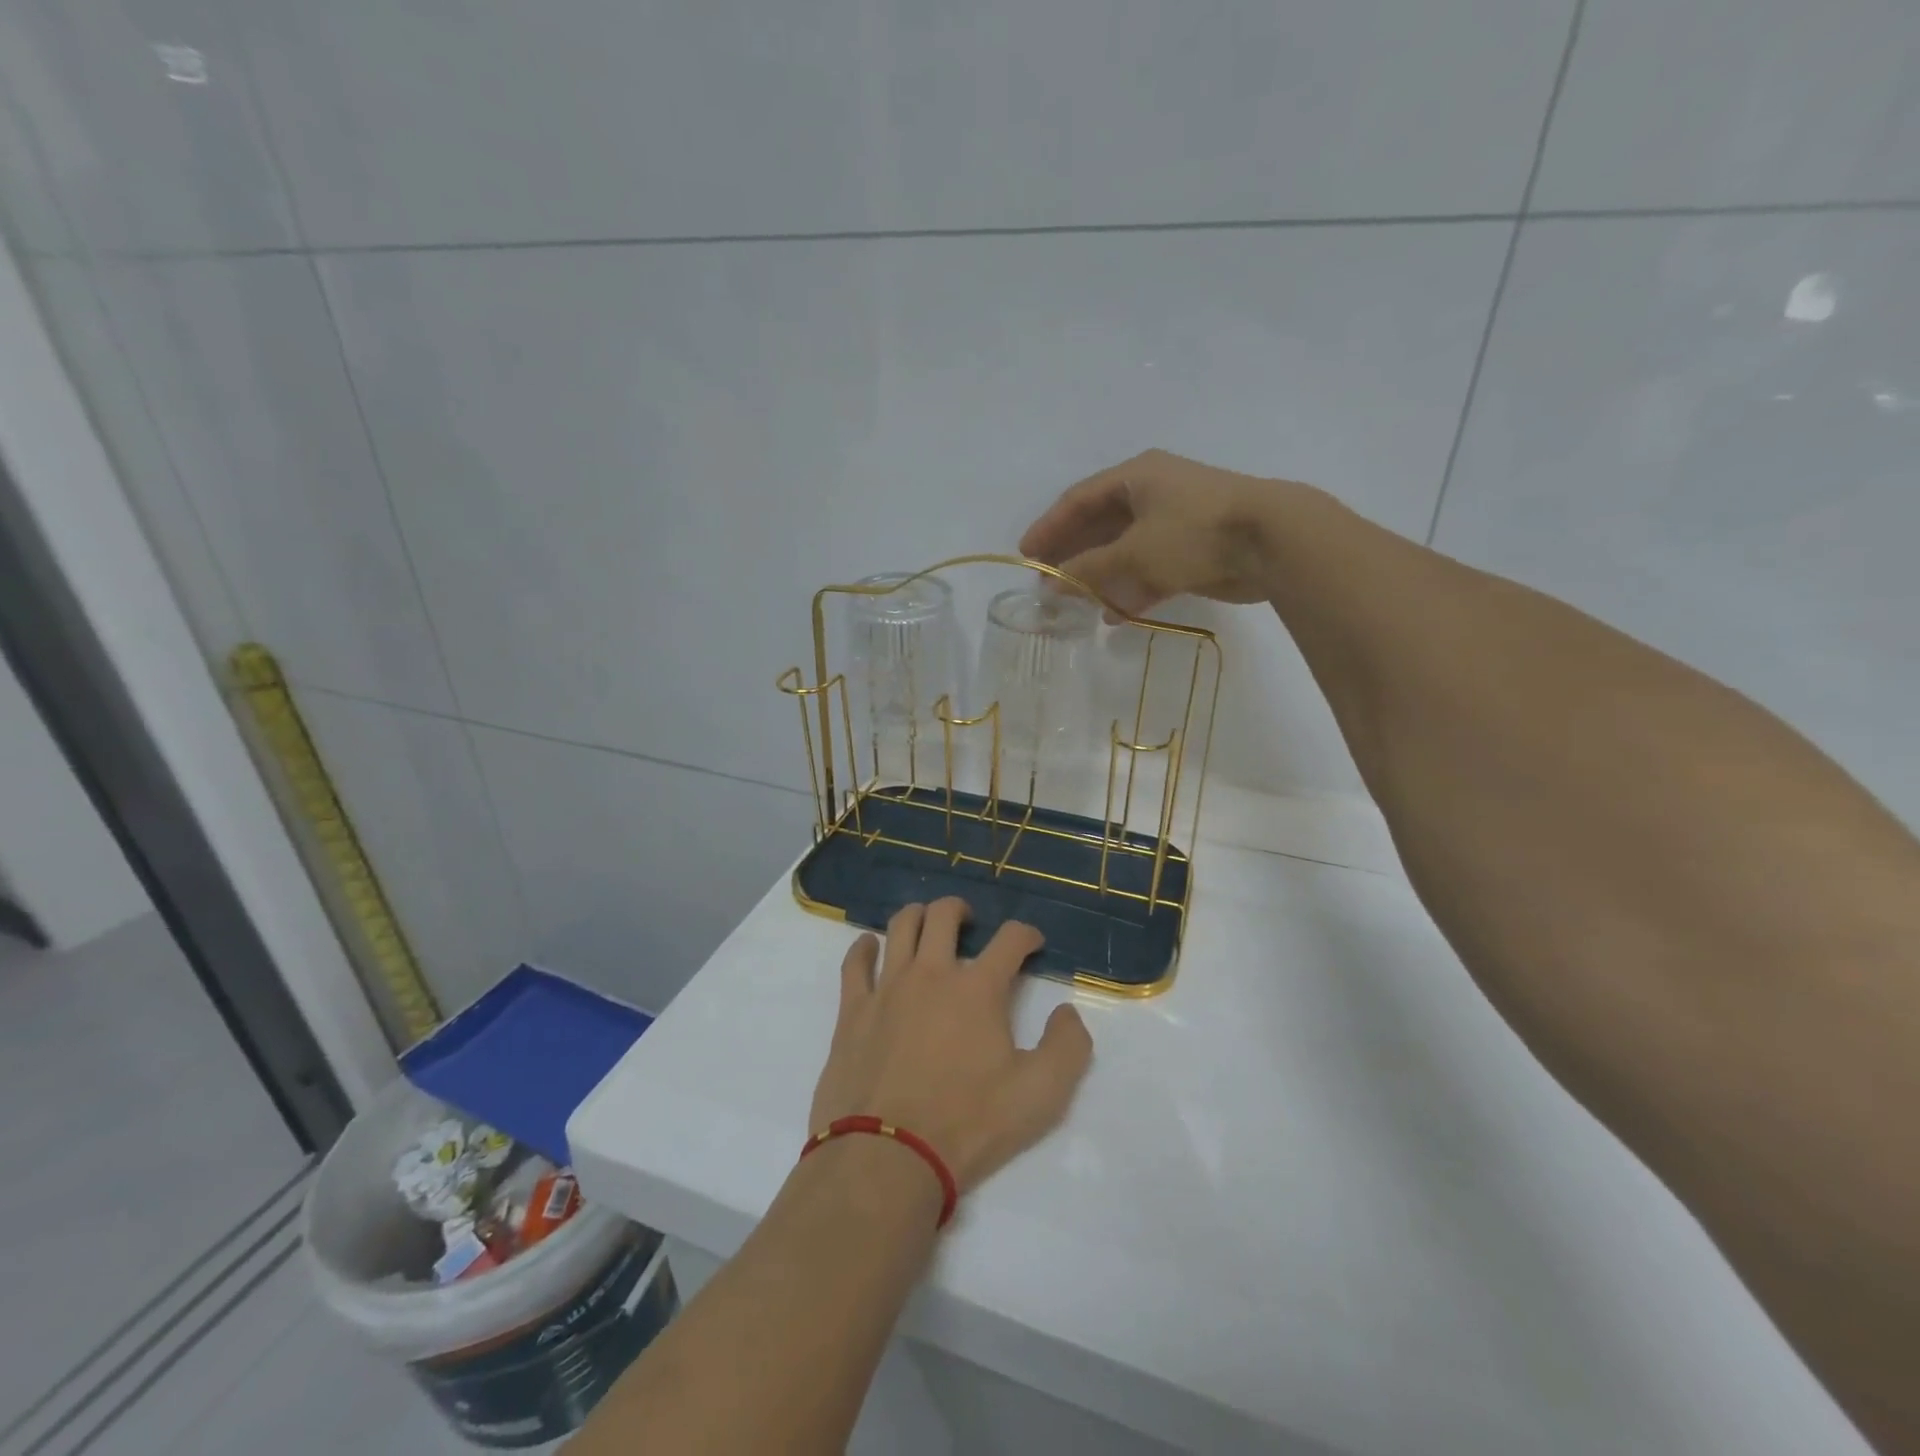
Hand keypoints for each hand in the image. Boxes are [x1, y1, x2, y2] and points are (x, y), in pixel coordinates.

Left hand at [809, 899, 1093, 1194]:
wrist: (887, 1157)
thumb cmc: (968, 1124)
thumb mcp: (1040, 1095)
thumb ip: (1067, 1046)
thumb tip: (1067, 1011)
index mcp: (978, 989)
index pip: (1010, 939)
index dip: (1026, 934)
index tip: (1031, 943)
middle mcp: (932, 973)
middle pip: (944, 914)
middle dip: (961, 910)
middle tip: (968, 923)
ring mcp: (888, 987)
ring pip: (900, 927)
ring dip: (917, 916)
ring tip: (925, 925)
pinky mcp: (853, 1009)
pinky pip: (855, 962)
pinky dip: (864, 947)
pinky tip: (870, 947)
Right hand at [1020, 448, 1311, 616]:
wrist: (1271, 542)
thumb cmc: (1193, 533)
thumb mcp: (1132, 551)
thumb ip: (1088, 568)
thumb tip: (1051, 584)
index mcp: (1136, 477)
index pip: (1079, 499)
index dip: (1050, 526)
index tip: (1026, 554)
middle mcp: (1153, 493)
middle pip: (1100, 524)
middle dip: (1073, 554)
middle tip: (1047, 582)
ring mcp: (1175, 522)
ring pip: (1125, 550)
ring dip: (1100, 576)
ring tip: (1074, 603)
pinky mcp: (1194, 551)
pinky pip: (1149, 569)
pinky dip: (1130, 589)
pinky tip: (1113, 615)